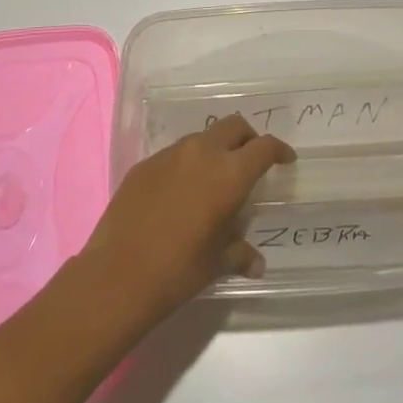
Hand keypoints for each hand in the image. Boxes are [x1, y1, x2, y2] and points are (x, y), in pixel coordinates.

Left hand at [78, 115, 294, 327]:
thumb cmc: (178, 270)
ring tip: (214, 178)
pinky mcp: (144, 164)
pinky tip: (180, 192)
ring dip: (215, 149)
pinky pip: (174, 154)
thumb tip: (256, 264)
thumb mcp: (217, 263)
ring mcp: (170, 155)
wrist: (118, 275)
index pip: (264, 147)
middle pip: (234, 126)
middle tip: (251, 161)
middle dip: (248, 139)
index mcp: (229, 174)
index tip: (285, 159)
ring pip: (202, 138)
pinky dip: (186, 164)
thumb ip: (240, 254)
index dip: (279, 150)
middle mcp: (202, 153)